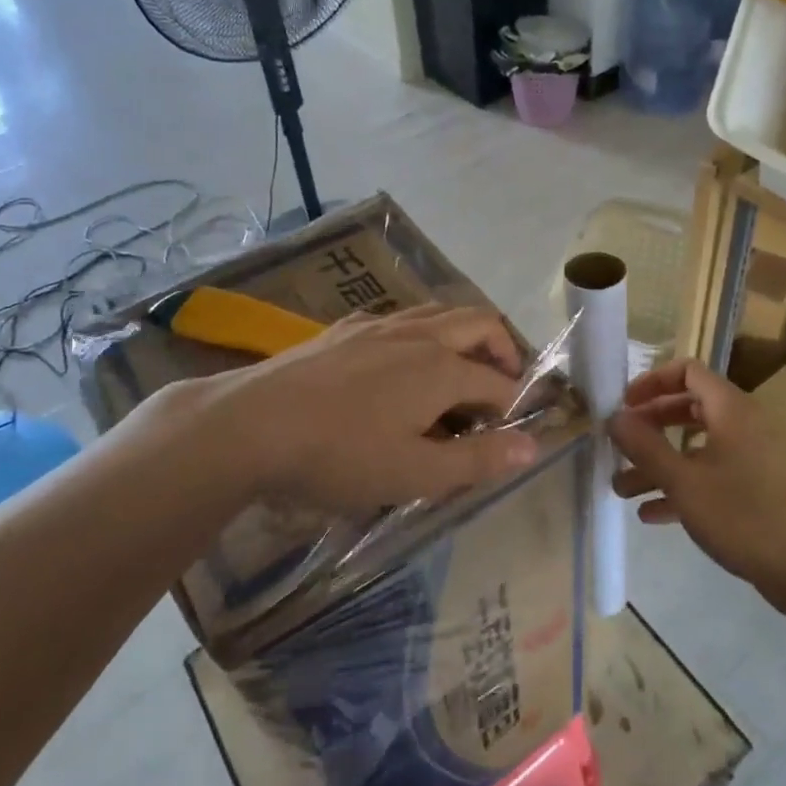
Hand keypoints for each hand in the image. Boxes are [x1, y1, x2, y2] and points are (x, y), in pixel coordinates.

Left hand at [143, 305, 539, 515]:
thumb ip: (478, 460)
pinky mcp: (346, 328)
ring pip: (440, 312)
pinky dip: (423, 332)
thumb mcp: (415, 473)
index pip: (499, 381)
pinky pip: (401, 317)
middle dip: (503, 349)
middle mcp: (418, 334)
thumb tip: (534, 445)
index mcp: (442, 368)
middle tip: (503, 385)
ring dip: (464, 335)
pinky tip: (401, 361)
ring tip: (459, 370)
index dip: (514, 407)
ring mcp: (379, 324)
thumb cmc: (339, 455)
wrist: (250, 424)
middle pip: (479, 322)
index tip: (512, 434)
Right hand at [607, 358, 785, 597]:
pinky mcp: (751, 487)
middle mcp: (741, 424)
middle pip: (688, 407)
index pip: (688, 371)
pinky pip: (708, 474)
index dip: (652, 381)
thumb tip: (615, 418)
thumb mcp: (682, 480)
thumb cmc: (739, 514)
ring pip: (694, 446)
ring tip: (622, 488)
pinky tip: (650, 513)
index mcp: (730, 409)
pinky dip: (679, 486)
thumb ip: (644, 446)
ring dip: (658, 463)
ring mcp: (748, 457)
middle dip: (650, 426)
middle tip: (621, 443)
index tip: (625, 405)